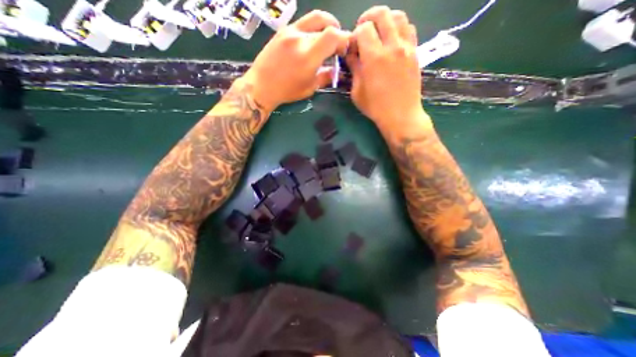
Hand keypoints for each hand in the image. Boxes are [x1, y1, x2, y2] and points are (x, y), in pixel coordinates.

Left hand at [239, 9, 349, 110]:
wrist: (262, 85)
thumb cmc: (287, 91)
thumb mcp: (310, 88)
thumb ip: (326, 76)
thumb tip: (336, 70)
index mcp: (308, 56)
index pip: (333, 35)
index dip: (345, 39)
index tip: (346, 49)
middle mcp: (300, 38)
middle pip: (326, 26)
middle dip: (337, 35)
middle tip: (338, 47)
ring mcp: (290, 31)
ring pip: (316, 19)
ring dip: (327, 26)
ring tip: (329, 38)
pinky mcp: (283, 29)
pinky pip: (304, 22)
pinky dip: (314, 28)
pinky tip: (313, 39)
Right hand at [348, 6, 426, 130]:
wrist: (401, 116)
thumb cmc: (376, 108)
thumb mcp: (357, 92)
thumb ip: (354, 69)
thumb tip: (351, 54)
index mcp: (374, 57)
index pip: (364, 29)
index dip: (355, 34)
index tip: (353, 47)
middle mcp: (392, 46)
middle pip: (382, 13)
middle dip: (368, 18)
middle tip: (363, 31)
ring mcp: (406, 48)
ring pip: (399, 16)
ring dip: (385, 20)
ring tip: (379, 33)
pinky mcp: (415, 53)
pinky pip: (409, 29)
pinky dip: (399, 28)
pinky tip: (392, 41)